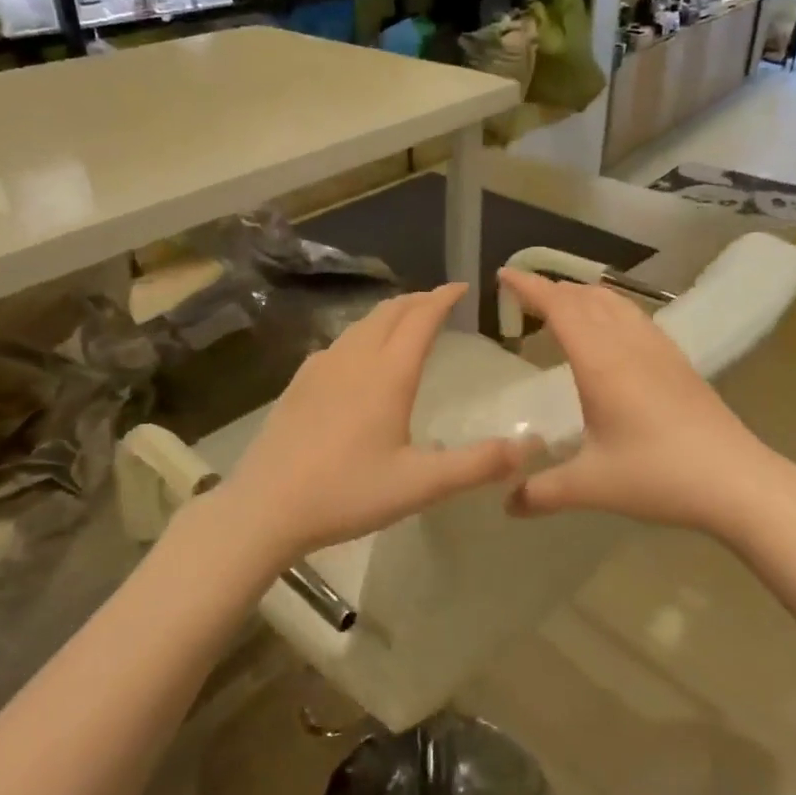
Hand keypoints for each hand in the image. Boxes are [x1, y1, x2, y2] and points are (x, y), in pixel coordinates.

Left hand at [220, 284, 528, 563]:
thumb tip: (530, 446)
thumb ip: (477, 464)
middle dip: (417, 300)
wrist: (265, 507)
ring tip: (405, 322)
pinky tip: (358, 357)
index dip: (443, 298)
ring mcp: (320, 367)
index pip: (421, 319)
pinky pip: (338, 343)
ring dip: (389, 315)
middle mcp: (354, 359)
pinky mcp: (298, 383)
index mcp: (388, 375)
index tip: (461, 287)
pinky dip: (362, 335)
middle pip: (389, 312)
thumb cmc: (347, 493)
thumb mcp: (420, 484)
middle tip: (438, 302)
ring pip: (361, 324)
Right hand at [498, 269, 784, 534]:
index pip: (560, 308)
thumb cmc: (658, 476)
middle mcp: (629, 345)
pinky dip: (611, 308)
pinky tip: (612, 330)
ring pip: (616, 303)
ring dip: (584, 295)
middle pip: (586, 298)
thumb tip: (507, 506)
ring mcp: (659, 350)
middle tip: (525, 294)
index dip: (530, 287)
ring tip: (563, 303)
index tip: (504, 274)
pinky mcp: (679, 362)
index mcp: (601, 364)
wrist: (737, 480)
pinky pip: (636, 317)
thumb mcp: (592, 487)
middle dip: (552, 288)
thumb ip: (543, 493)